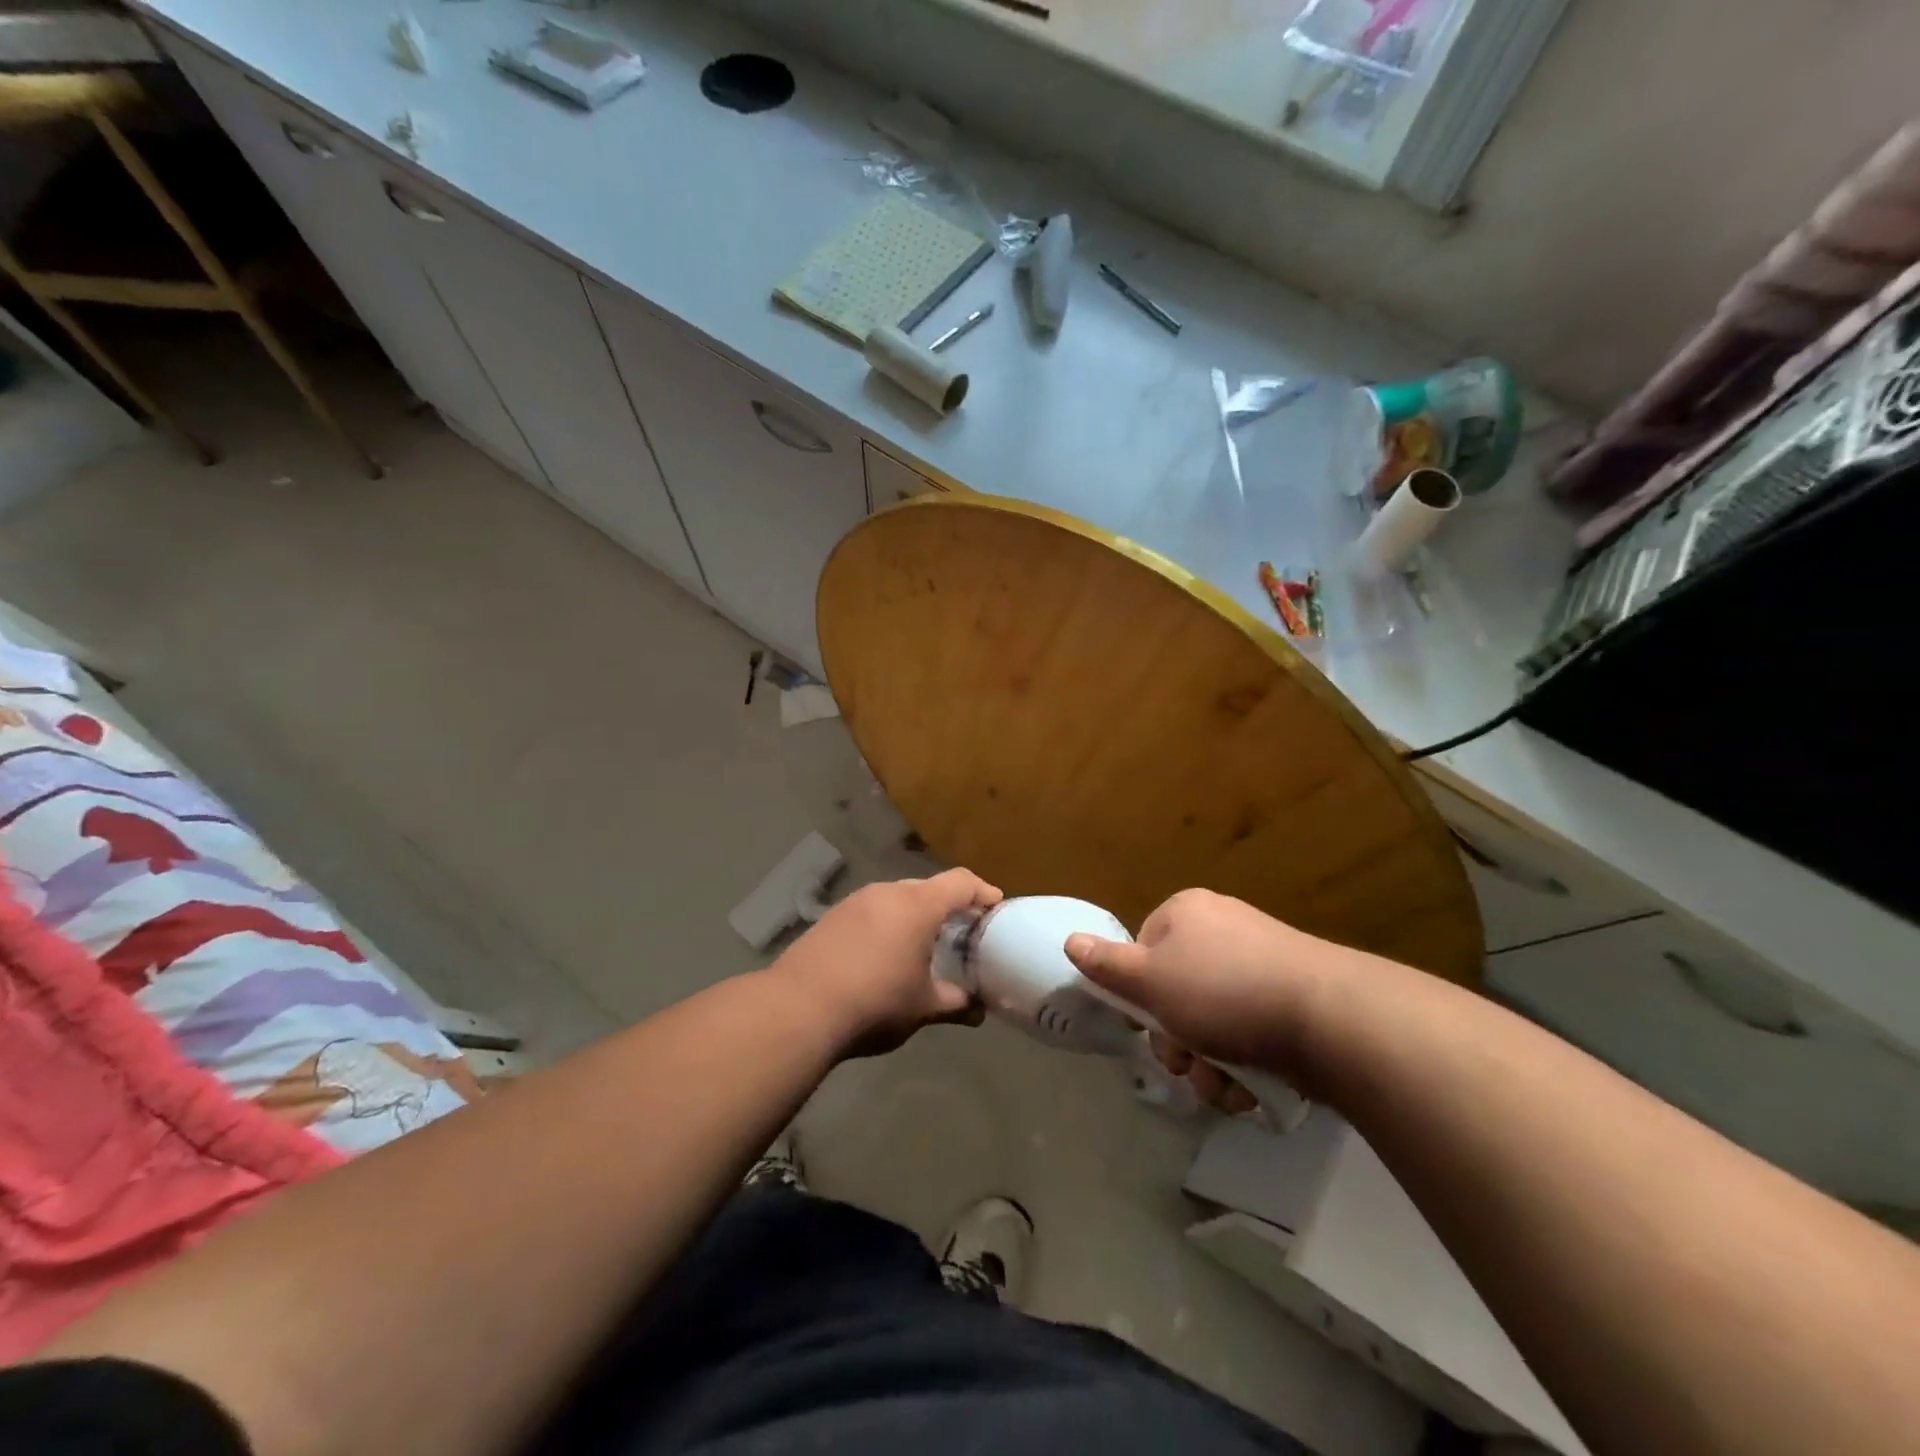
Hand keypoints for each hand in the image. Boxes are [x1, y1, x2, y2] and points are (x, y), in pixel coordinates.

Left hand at [771, 868, 1001, 1058]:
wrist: (798, 1008)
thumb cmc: (875, 1002)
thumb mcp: (923, 1007)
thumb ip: (956, 1003)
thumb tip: (978, 1010)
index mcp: (918, 905)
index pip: (961, 883)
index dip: (983, 892)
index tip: (996, 908)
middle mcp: (887, 892)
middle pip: (928, 888)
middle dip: (948, 907)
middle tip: (961, 933)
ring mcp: (855, 902)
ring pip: (896, 899)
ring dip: (914, 916)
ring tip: (921, 946)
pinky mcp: (831, 917)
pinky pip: (871, 912)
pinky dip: (886, 925)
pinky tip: (882, 955)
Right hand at [1063, 889, 1332, 1106]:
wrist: (1329, 1017)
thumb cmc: (1222, 993)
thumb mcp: (1150, 981)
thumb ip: (1106, 965)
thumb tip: (1070, 940)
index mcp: (1186, 913)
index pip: (1143, 952)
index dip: (1140, 996)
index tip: (1150, 1028)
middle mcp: (1222, 929)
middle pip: (1177, 992)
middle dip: (1178, 1041)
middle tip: (1187, 1065)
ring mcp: (1261, 962)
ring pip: (1212, 1022)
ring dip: (1208, 1064)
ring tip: (1224, 1086)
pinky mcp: (1292, 997)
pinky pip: (1250, 1030)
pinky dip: (1244, 1064)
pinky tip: (1252, 1088)